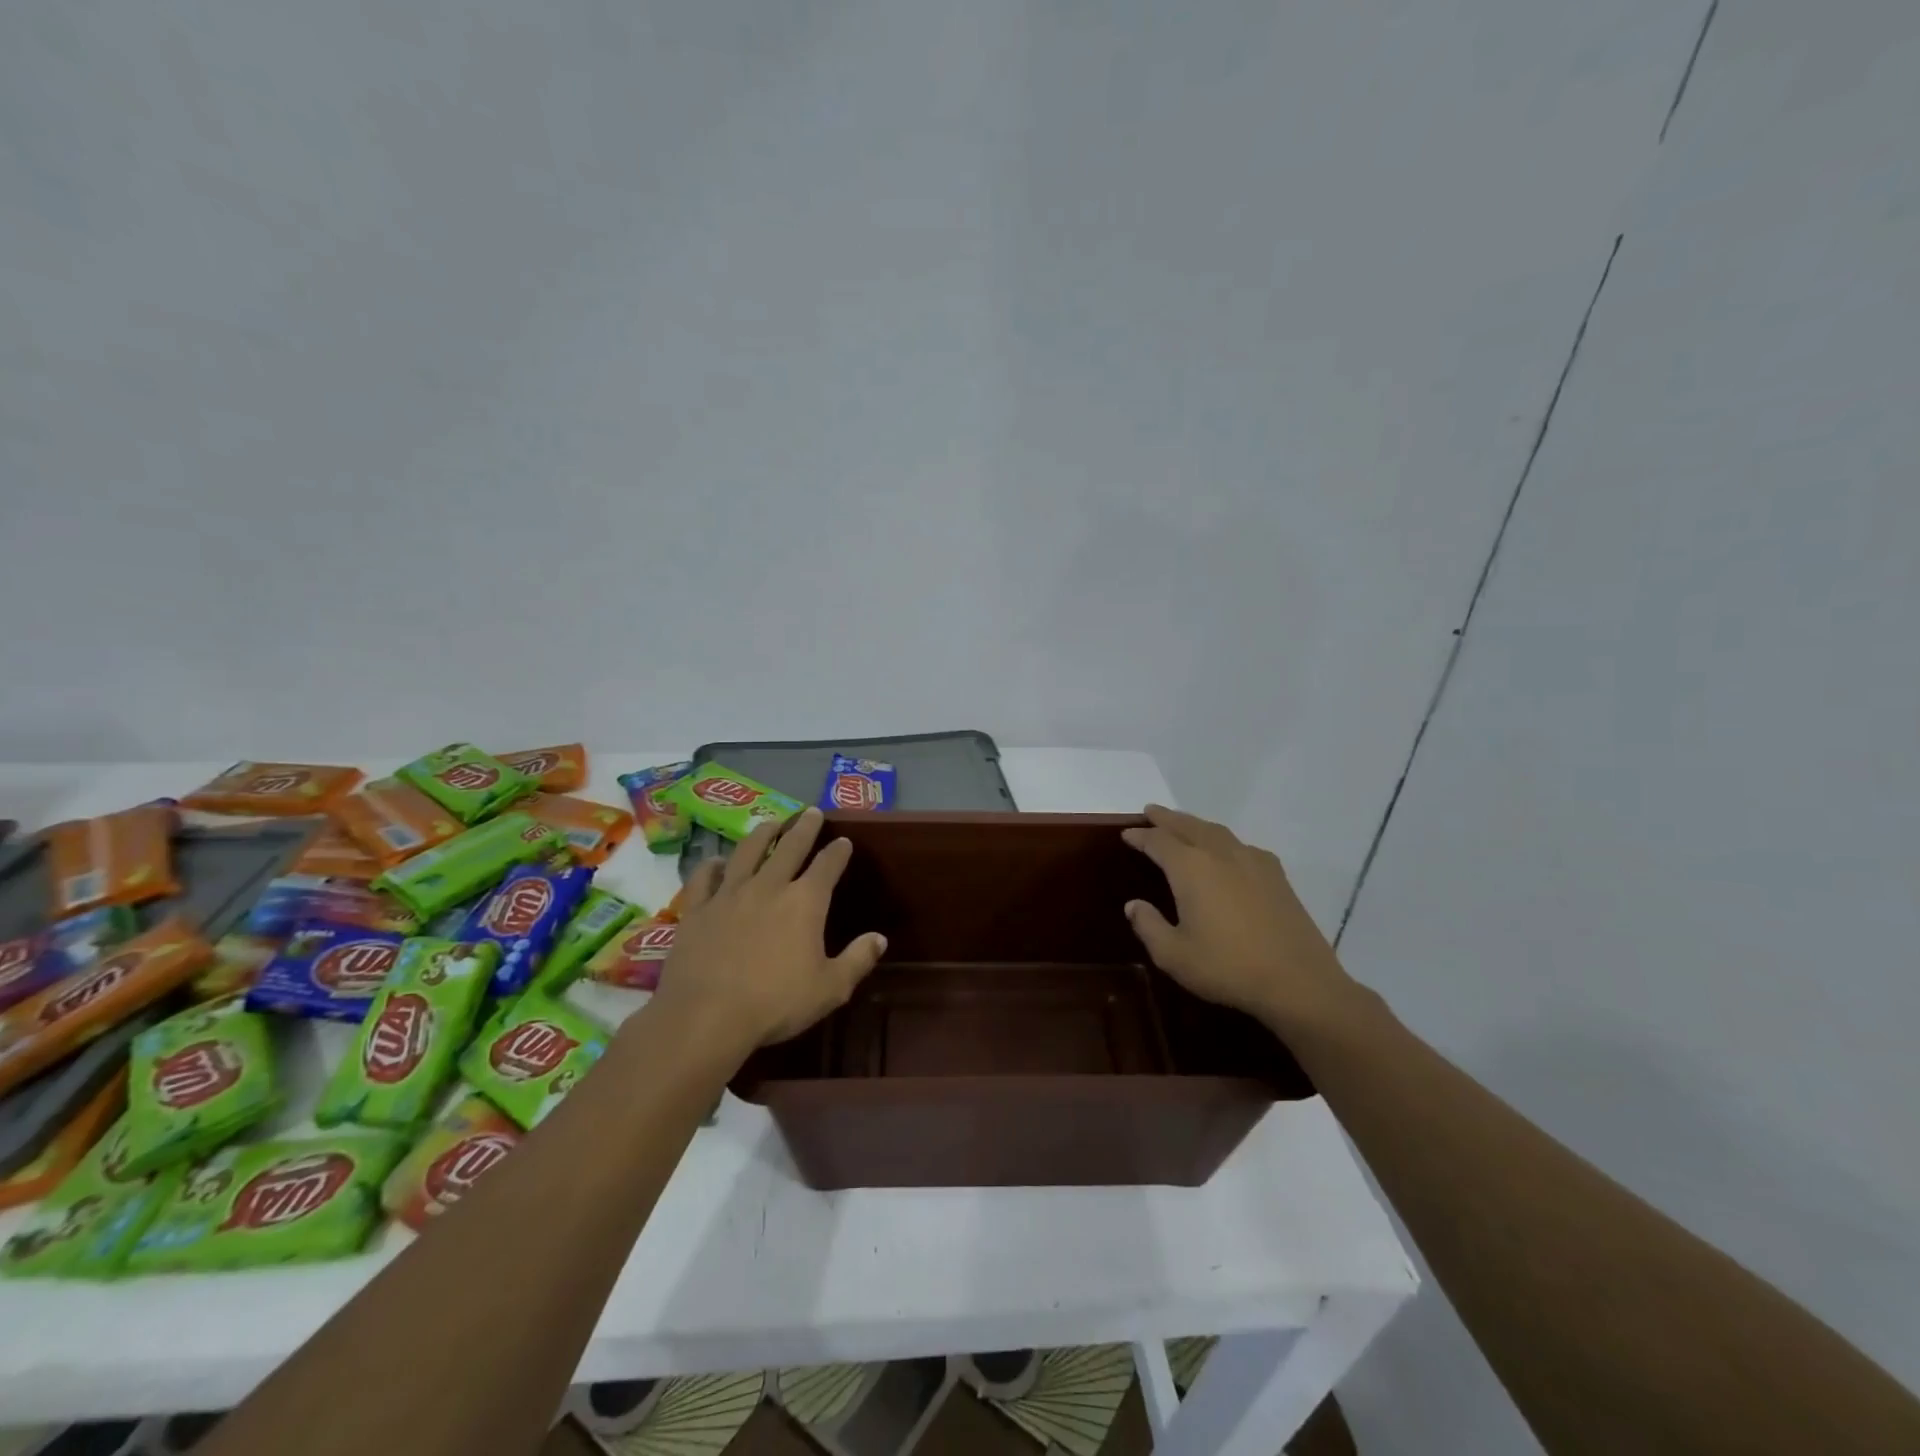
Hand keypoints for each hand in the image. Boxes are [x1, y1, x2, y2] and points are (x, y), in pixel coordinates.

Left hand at [653, 807, 886, 1055]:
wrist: (705, 1016)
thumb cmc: (775, 1003)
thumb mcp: (830, 989)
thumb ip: (857, 960)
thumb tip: (880, 938)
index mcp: (805, 902)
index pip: (827, 865)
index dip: (838, 851)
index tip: (844, 841)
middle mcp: (769, 886)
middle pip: (790, 847)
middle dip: (804, 827)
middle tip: (811, 812)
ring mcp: (729, 894)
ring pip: (748, 852)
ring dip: (763, 833)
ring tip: (771, 822)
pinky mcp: (698, 909)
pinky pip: (704, 878)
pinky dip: (712, 866)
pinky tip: (716, 861)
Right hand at [1121, 805, 1359, 1034]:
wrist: (1298, 982)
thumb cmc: (1228, 968)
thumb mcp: (1174, 955)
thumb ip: (1149, 926)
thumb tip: (1134, 905)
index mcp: (1191, 868)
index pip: (1158, 841)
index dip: (1140, 836)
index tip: (1127, 834)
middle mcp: (1220, 854)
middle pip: (1188, 826)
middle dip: (1167, 818)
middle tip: (1150, 811)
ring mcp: (1252, 861)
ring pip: (1216, 831)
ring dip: (1195, 824)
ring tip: (1183, 825)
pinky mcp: (1276, 875)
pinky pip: (1241, 845)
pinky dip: (1223, 841)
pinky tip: (1226, 853)